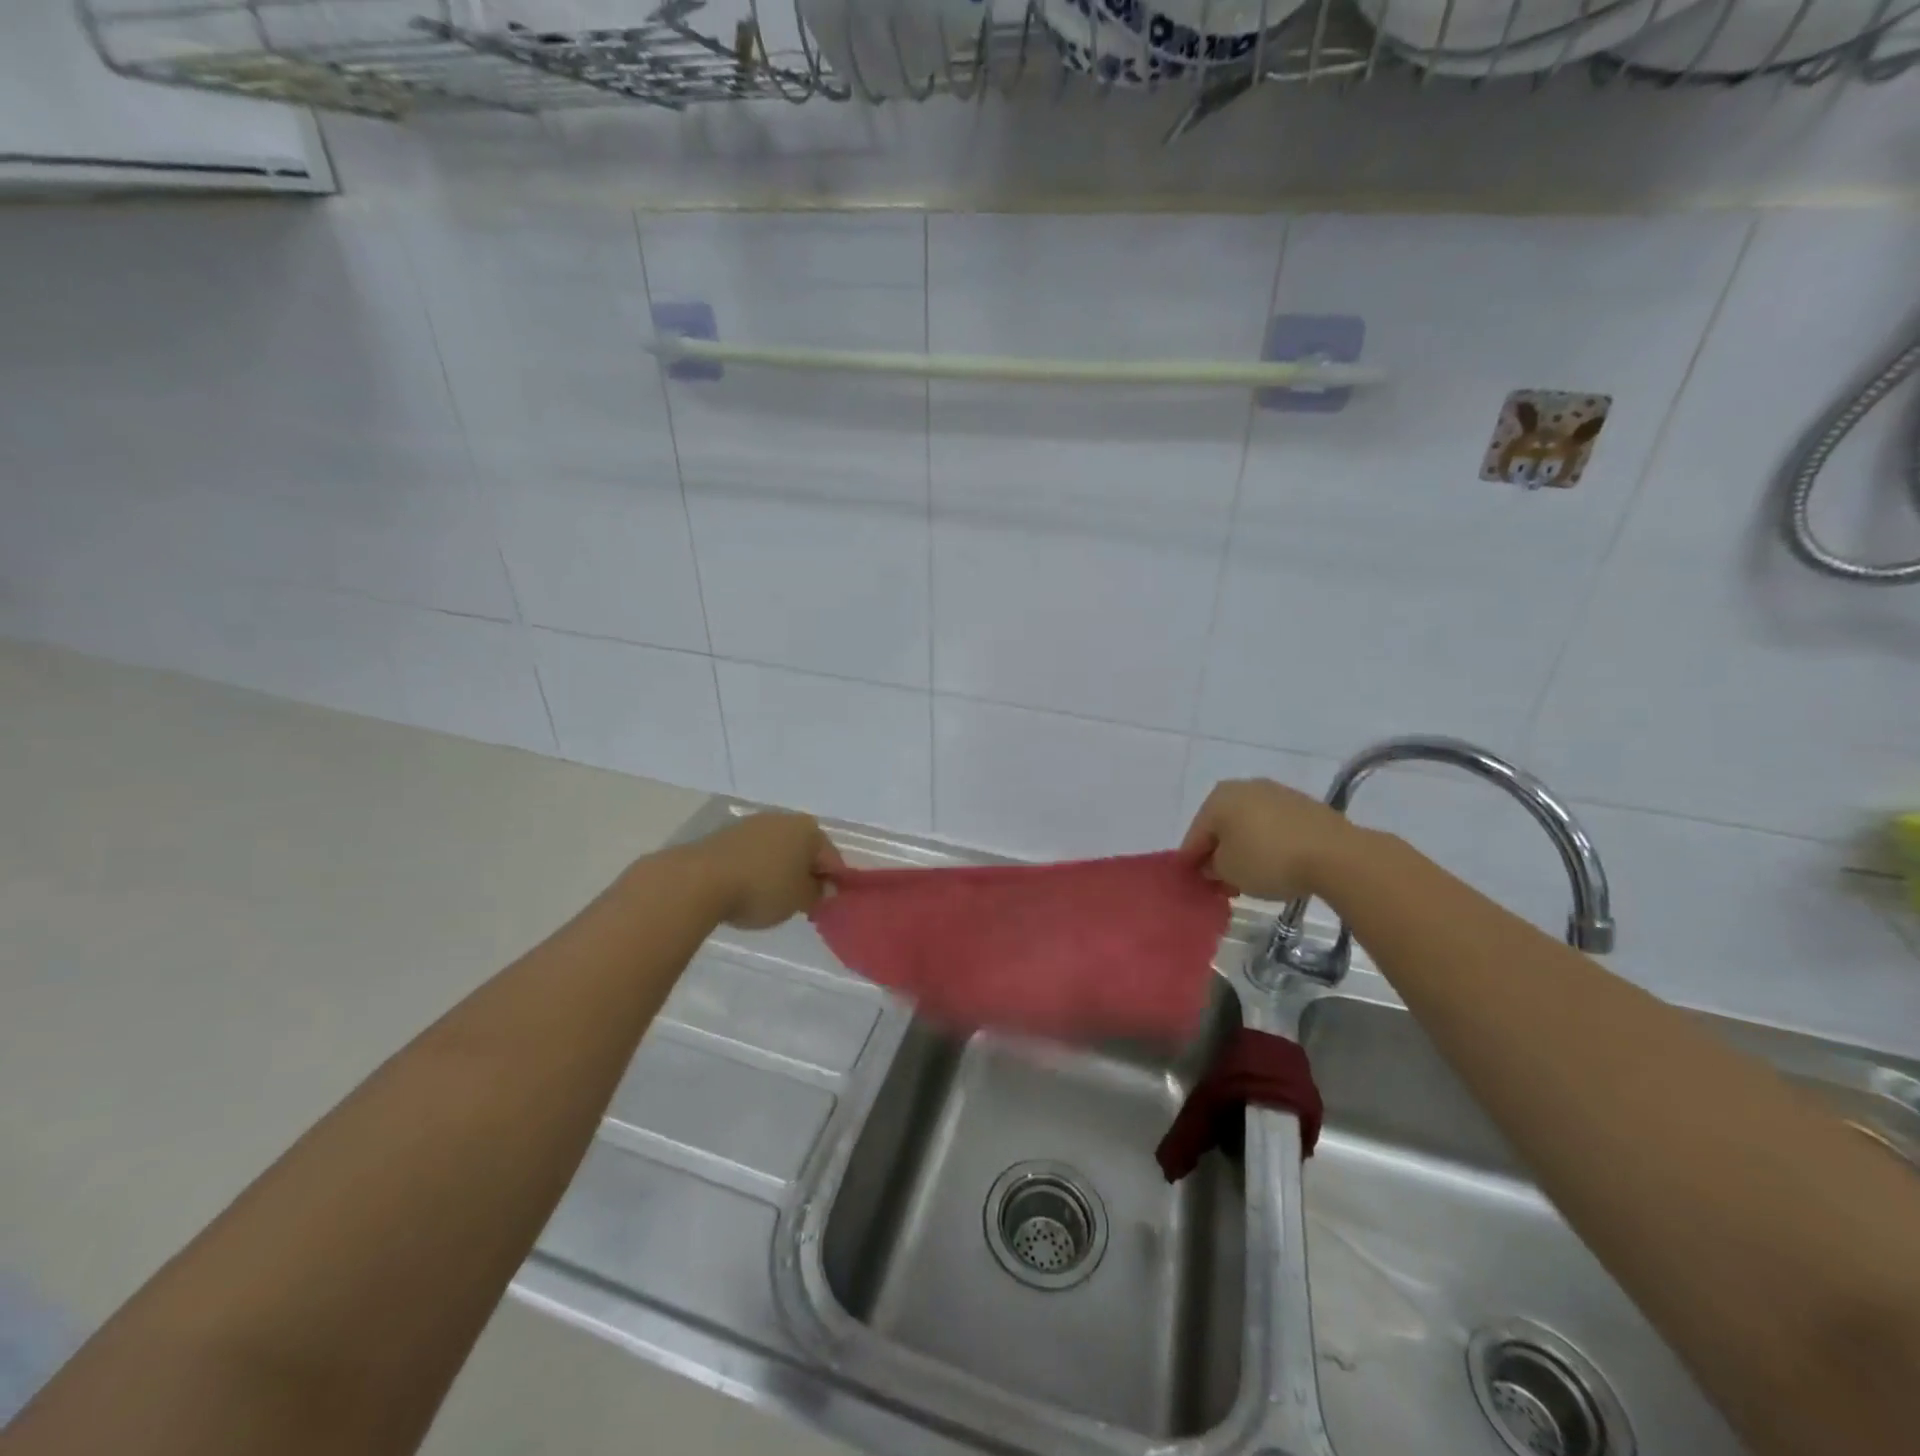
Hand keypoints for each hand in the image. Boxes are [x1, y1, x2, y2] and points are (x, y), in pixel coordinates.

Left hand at [686, 811, 844, 929]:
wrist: (700, 880)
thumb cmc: (762, 888)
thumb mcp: (800, 900)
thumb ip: (818, 894)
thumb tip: (824, 888)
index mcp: (809, 830)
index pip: (832, 858)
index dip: (833, 883)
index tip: (826, 905)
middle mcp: (783, 819)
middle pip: (804, 850)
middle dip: (806, 874)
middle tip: (801, 903)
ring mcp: (752, 824)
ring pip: (777, 851)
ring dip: (780, 871)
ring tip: (771, 899)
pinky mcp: (726, 835)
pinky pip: (753, 854)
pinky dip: (756, 870)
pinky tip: (748, 890)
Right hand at [1179, 778, 1357, 902]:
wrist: (1336, 854)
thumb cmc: (1268, 859)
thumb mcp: (1228, 871)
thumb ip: (1212, 867)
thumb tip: (1213, 864)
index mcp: (1218, 798)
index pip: (1195, 835)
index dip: (1192, 862)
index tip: (1194, 884)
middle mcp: (1244, 787)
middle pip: (1222, 827)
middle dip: (1219, 854)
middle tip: (1222, 883)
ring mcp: (1276, 793)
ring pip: (1248, 825)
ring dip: (1244, 849)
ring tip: (1250, 878)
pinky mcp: (1303, 806)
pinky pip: (1274, 827)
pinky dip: (1268, 844)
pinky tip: (1275, 865)